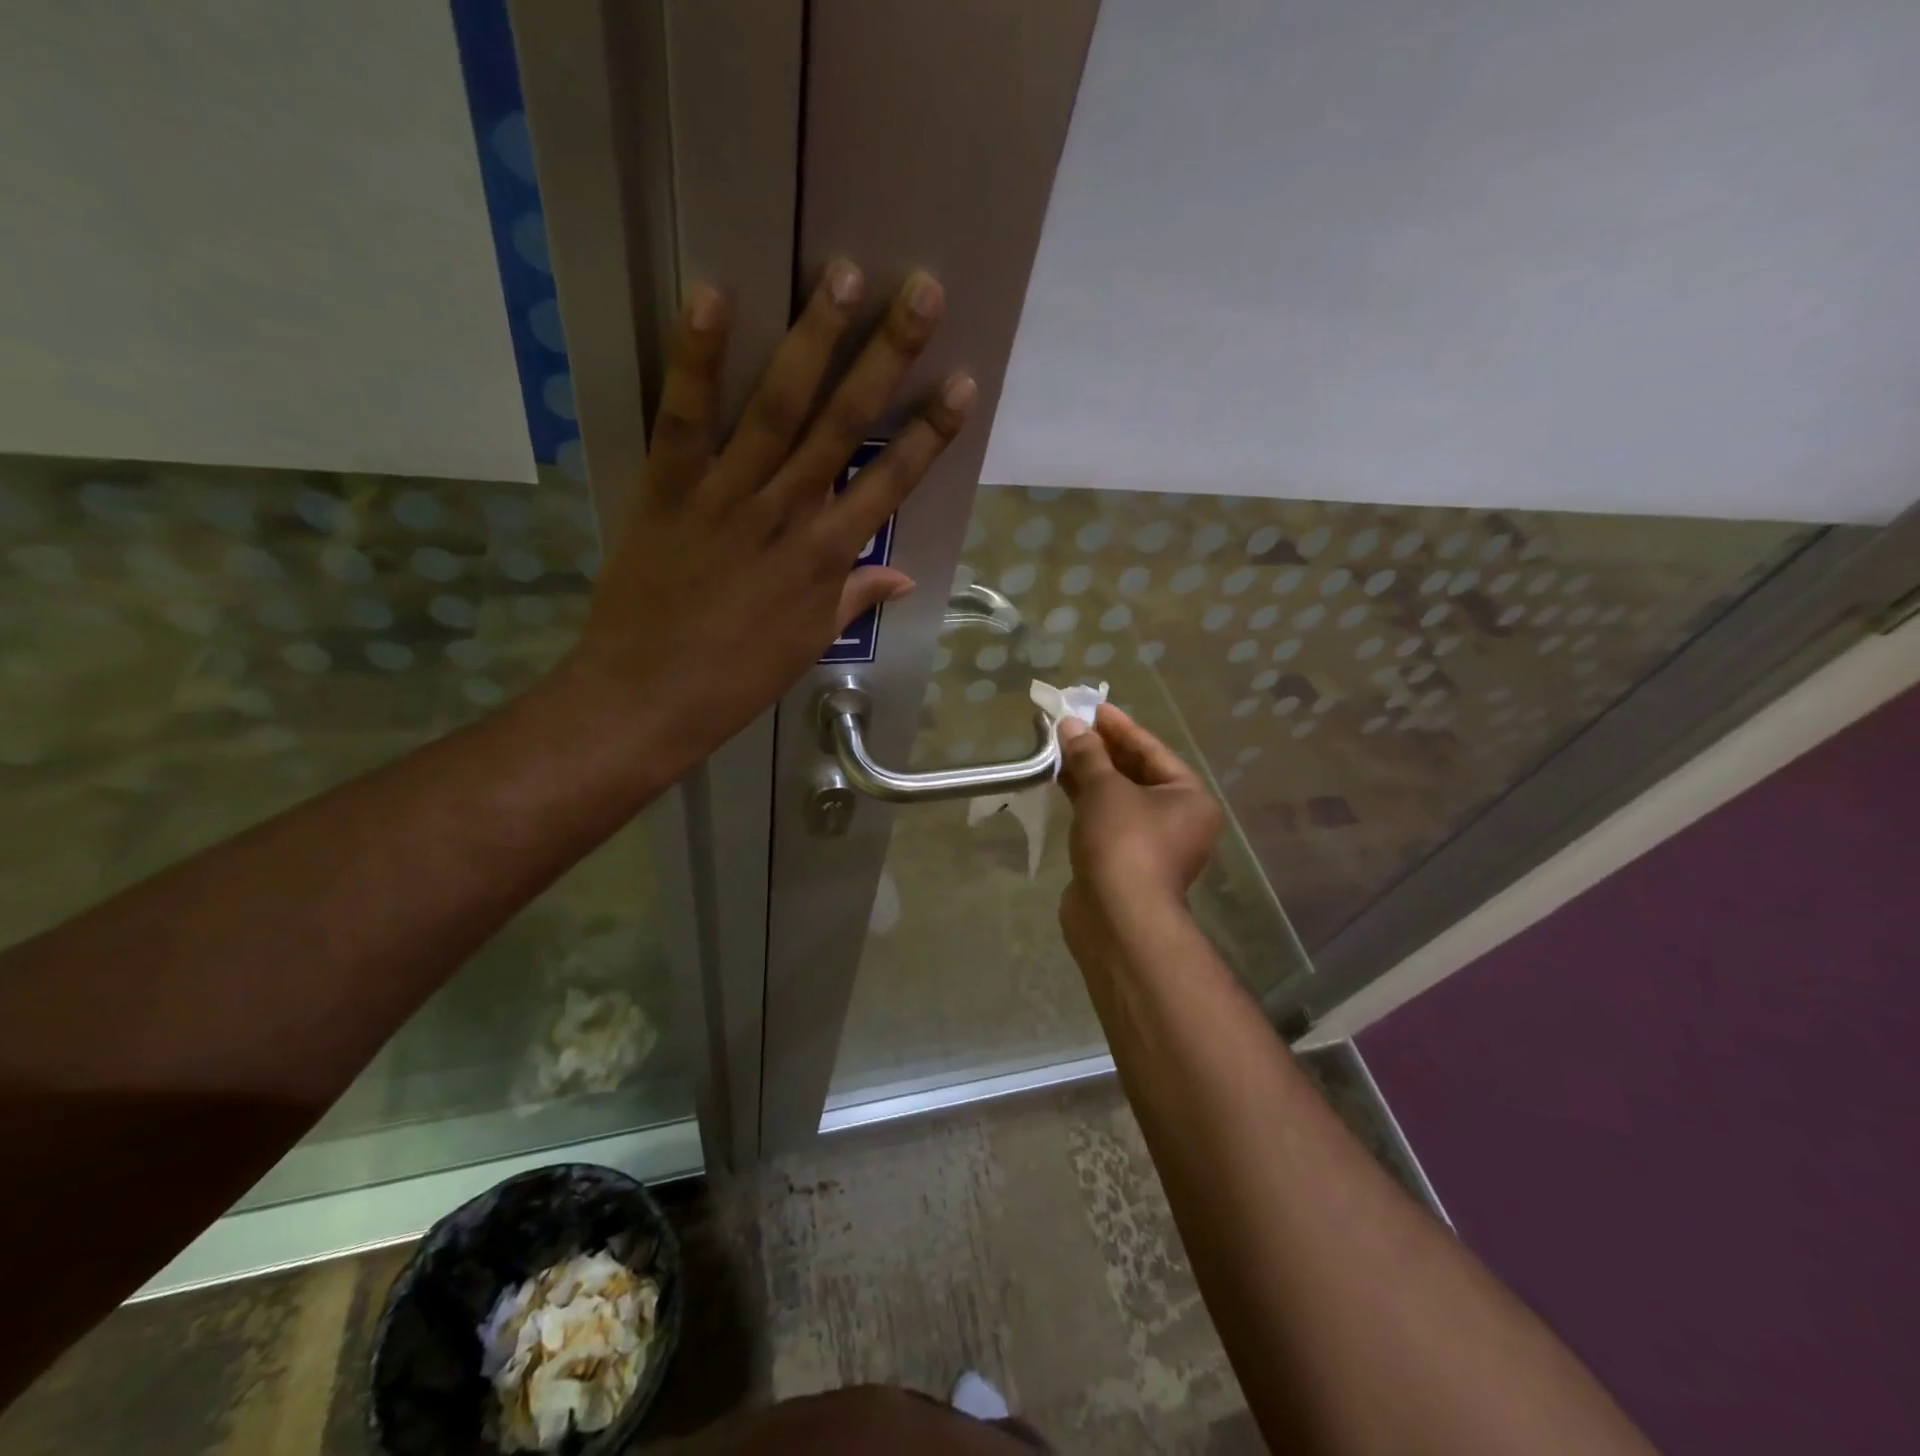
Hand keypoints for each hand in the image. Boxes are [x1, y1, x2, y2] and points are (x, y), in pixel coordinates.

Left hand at [559, 261, 973, 772]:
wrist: (649, 698)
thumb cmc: (738, 678)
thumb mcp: (809, 642)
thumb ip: (854, 597)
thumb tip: (903, 575)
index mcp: (827, 557)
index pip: (891, 482)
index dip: (930, 431)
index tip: (963, 382)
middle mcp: (788, 513)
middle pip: (845, 424)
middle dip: (888, 356)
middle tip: (922, 291)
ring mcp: (727, 496)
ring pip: (778, 406)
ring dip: (813, 338)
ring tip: (844, 274)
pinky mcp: (668, 489)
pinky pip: (685, 417)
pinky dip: (697, 358)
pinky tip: (713, 296)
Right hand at [1056, 706, 1223, 949]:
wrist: (1118, 918)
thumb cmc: (1124, 842)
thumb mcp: (1105, 789)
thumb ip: (1088, 754)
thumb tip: (1070, 725)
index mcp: (1189, 797)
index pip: (1152, 750)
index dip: (1120, 727)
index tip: (1093, 707)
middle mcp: (1177, 819)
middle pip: (1136, 773)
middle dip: (1102, 749)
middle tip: (1071, 725)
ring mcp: (1150, 844)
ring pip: (1118, 798)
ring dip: (1090, 774)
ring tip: (1059, 747)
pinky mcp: (1123, 861)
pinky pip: (1105, 819)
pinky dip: (1085, 801)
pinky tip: (1060, 782)